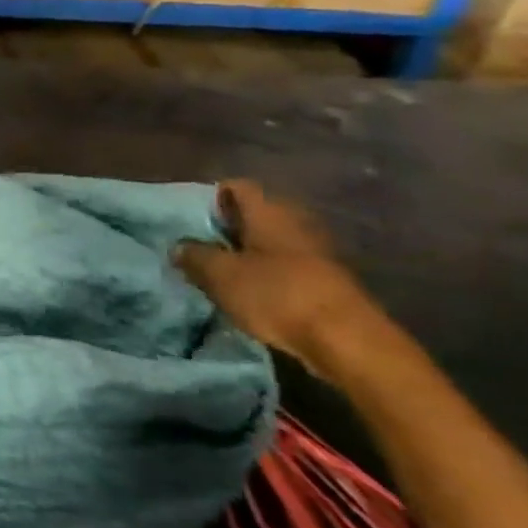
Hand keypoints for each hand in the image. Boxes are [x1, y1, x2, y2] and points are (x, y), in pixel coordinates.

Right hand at [174, 181, 389, 379]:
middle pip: (255, 215)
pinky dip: (267, 274)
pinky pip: (287, 266)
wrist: (348, 341)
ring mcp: (316, 251)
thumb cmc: (277, 294)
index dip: (210, 198)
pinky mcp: (327, 279)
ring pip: (271, 242)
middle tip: (200, 247)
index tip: (189, 220)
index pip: (235, 187)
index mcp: (269, 210)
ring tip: (221, 273)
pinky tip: (250, 293)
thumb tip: (180, 246)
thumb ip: (194, 256)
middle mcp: (295, 221)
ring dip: (247, 254)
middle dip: (228, 229)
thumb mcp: (220, 275)